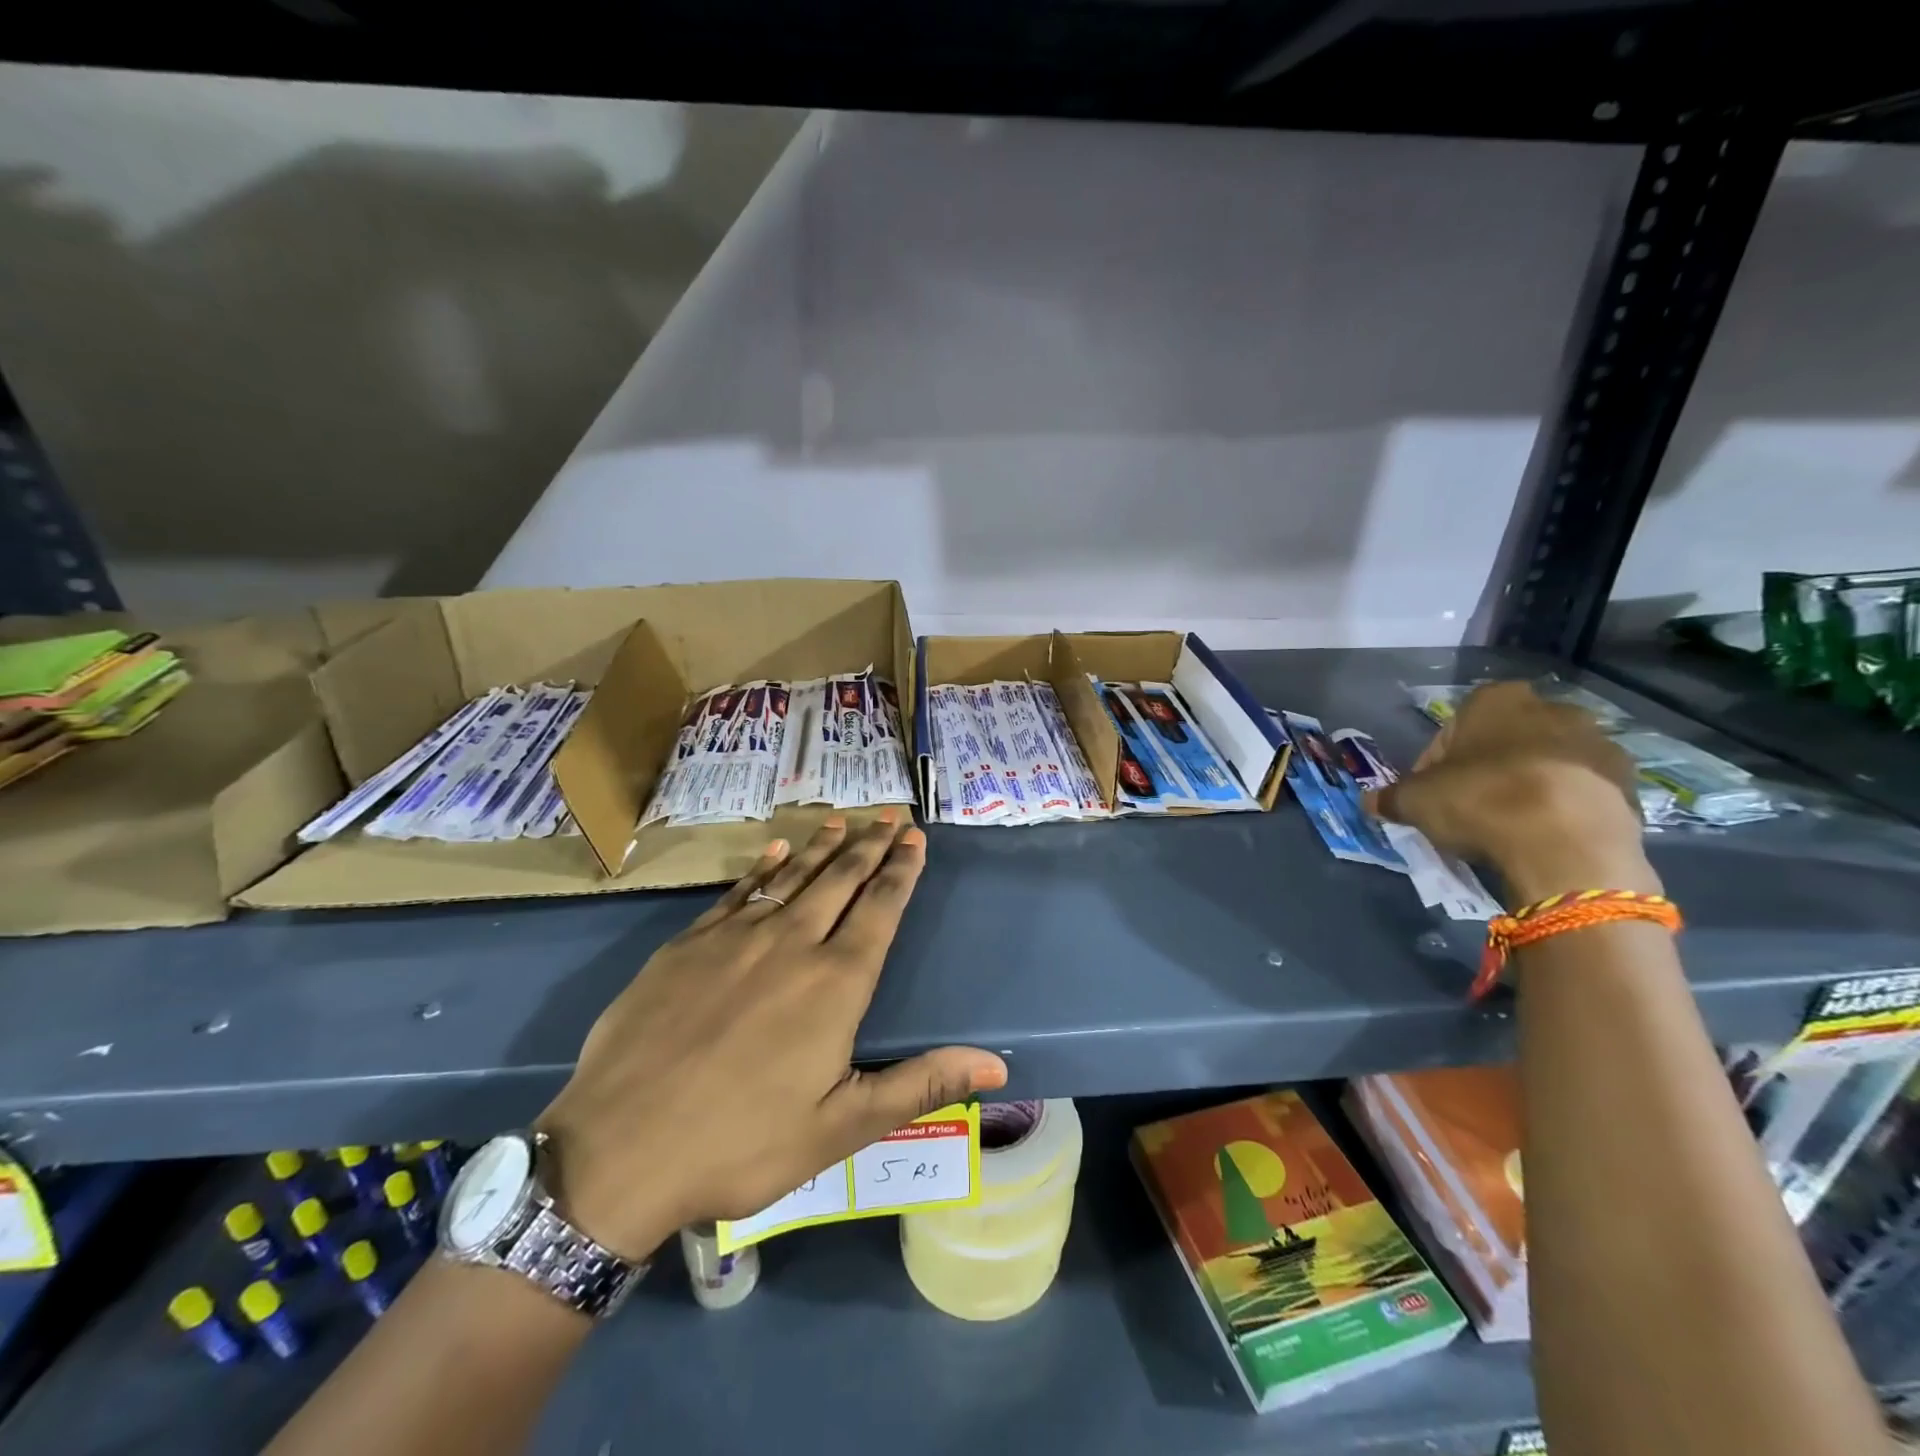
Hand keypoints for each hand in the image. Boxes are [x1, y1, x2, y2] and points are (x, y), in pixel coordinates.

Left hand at [535, 814, 1005, 1258]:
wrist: (619, 1150)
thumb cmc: (742, 1144)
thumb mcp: (841, 1127)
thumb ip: (920, 1084)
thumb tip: (998, 1067)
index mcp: (835, 984)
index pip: (880, 910)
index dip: (901, 871)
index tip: (915, 838)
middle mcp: (792, 943)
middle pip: (841, 880)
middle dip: (870, 845)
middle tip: (889, 815)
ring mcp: (735, 938)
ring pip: (793, 876)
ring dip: (823, 847)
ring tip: (844, 821)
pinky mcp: (688, 944)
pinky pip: (737, 891)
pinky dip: (762, 867)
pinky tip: (775, 850)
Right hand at [1367, 680, 1659, 903]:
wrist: (1567, 844)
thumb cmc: (1481, 802)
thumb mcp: (1415, 801)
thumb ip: (1391, 797)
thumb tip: (1371, 802)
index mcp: (1495, 700)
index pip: (1452, 728)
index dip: (1435, 763)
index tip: (1430, 794)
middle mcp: (1551, 707)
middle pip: (1504, 740)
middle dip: (1486, 768)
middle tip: (1469, 807)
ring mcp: (1597, 742)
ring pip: (1546, 762)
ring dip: (1528, 784)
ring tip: (1510, 825)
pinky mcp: (1629, 780)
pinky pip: (1581, 789)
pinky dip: (1563, 805)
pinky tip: (1545, 834)